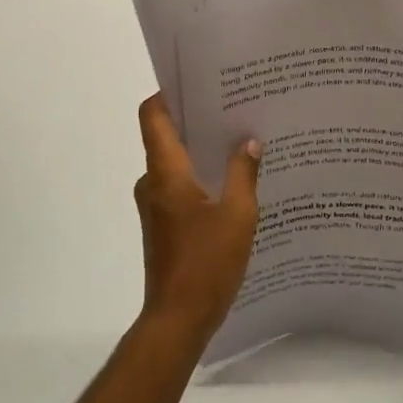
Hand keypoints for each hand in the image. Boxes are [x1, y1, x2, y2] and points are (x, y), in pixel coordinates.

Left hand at [133, 95, 260, 341]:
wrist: (177, 320)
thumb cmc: (206, 264)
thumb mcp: (238, 215)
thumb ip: (243, 173)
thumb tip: (249, 140)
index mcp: (165, 172)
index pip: (153, 115)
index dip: (169, 93)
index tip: (200, 82)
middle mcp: (153, 182)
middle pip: (167, 136)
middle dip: (199, 120)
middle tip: (236, 108)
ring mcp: (156, 205)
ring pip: (176, 163)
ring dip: (203, 152)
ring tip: (242, 143)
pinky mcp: (164, 224)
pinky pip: (180, 186)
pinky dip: (202, 177)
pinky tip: (235, 183)